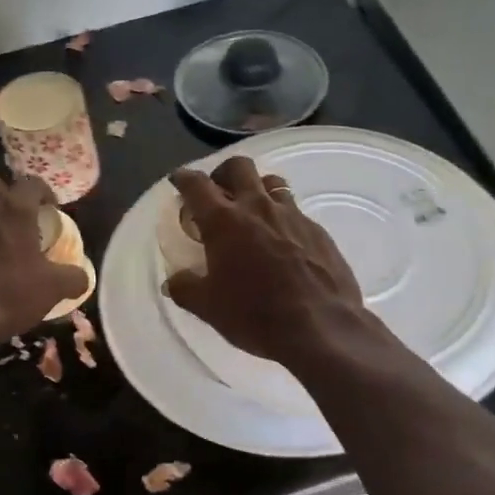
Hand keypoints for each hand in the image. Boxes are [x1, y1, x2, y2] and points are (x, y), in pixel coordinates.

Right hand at [164, 157, 366, 368]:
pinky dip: (282, 218)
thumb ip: (186, 289)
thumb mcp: (209, 308)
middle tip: (217, 193)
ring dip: (257, 189)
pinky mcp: (318, 231)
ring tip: (251, 213)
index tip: (178, 180)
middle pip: (239, 167)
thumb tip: (173, 281)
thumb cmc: (255, 314)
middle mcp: (258, 208)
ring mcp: (292, 216)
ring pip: (272, 183)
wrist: (321, 327)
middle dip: (223, 173)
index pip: (196, 185)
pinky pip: (295, 211)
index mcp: (224, 222)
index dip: (183, 178)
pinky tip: (282, 243)